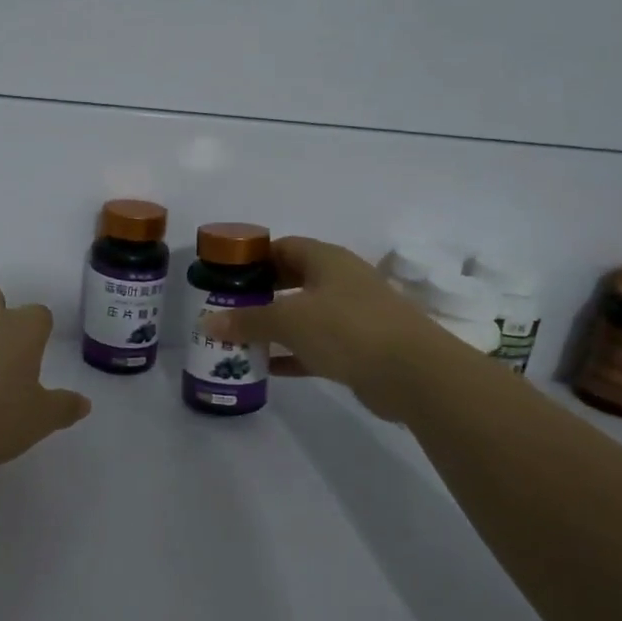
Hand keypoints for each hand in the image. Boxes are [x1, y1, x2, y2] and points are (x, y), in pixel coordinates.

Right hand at [202, 237, 441, 420]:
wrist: (414, 373)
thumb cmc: (348, 329)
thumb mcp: (289, 320)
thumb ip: (247, 320)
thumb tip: (208, 323)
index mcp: (326, 260)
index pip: (283, 247)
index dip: (253, 258)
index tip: (225, 276)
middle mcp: (340, 281)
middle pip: (291, 280)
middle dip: (259, 295)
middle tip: (228, 309)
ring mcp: (352, 315)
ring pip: (303, 315)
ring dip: (274, 327)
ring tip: (239, 339)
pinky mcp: (359, 348)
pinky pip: (315, 346)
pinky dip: (292, 354)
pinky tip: (268, 368)